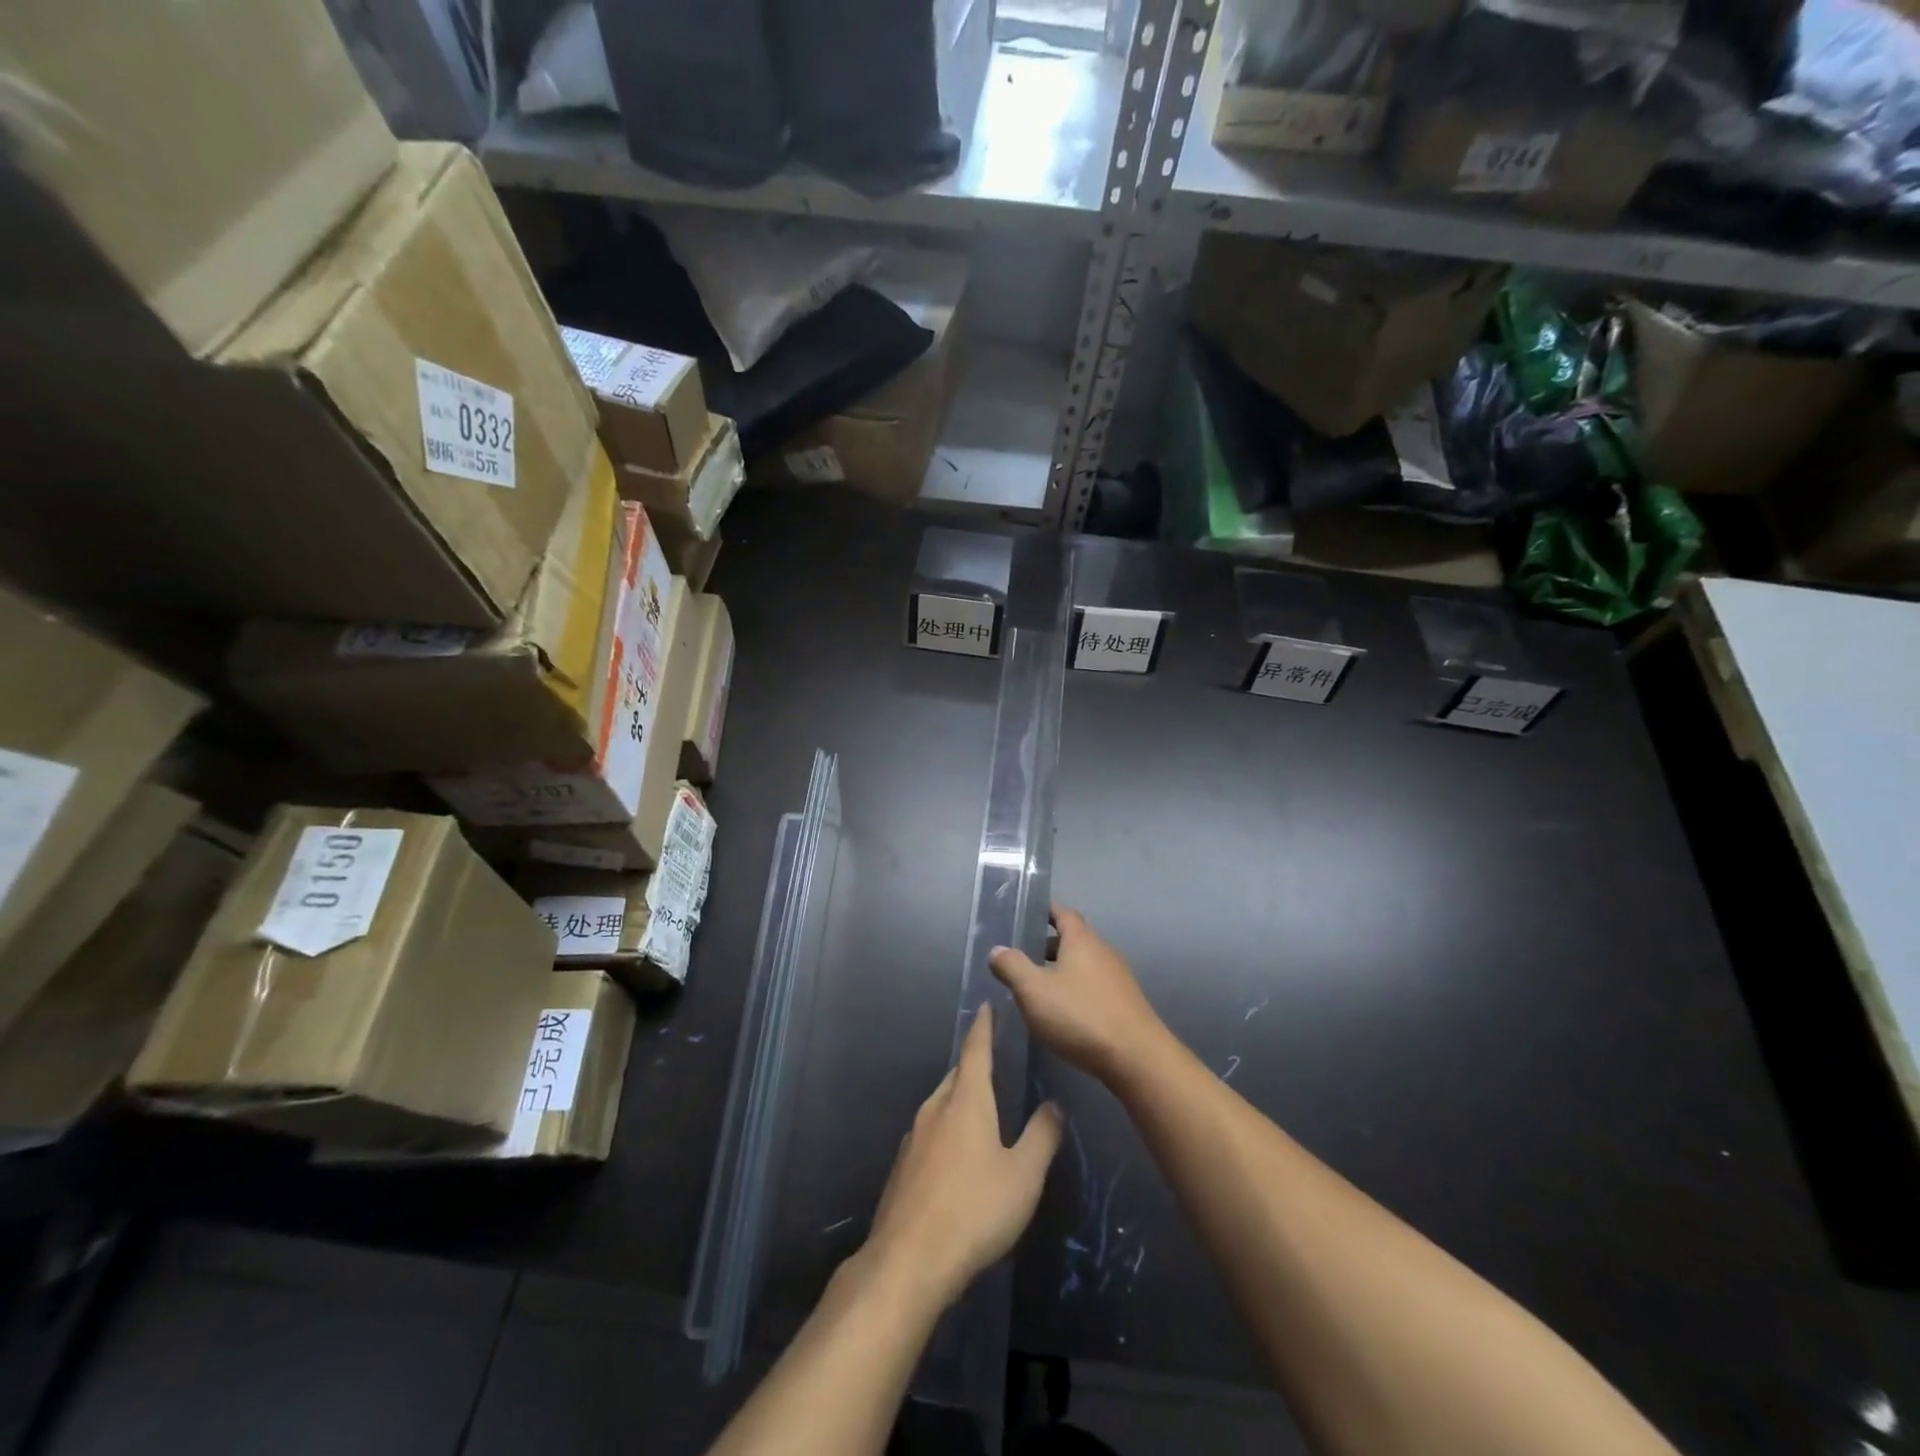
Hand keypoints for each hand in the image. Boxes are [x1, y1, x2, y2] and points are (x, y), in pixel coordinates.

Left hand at [862, 1004, 1062, 1311]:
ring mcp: (914, 1137)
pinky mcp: (903, 1167)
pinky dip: (946, 1127)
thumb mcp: (1023, 1175)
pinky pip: (929, 1132)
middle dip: (974, 1064)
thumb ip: (1042, 1137)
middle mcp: (936, 1109)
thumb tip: (1054, 1105)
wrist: (909, 1259)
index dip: (984, 1027)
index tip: (987, 1007)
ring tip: (979, 1104)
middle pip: (956, 1076)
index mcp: (966, 1101)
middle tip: (993, 1059)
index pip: (976, 1050)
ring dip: (959, 1097)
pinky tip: (956, 1153)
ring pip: (941, 1103)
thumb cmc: (975, 1209)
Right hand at [989, 905, 1168, 1085]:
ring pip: (1085, 964)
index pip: (1063, 913)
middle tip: (1023, 957)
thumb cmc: (1080, 1015)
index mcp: (1082, 940)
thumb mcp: (1034, 991)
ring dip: (1062, 970)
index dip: (1045, 912)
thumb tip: (997, 949)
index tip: (1026, 916)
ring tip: (1038, 987)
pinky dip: (1077, 989)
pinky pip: (1095, 985)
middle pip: (1074, 939)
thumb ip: (1012, 966)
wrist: (1137, 1057)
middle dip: (1048, 945)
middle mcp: (1103, 951)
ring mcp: (1118, 977)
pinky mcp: (1126, 1003)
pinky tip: (1064, 1012)